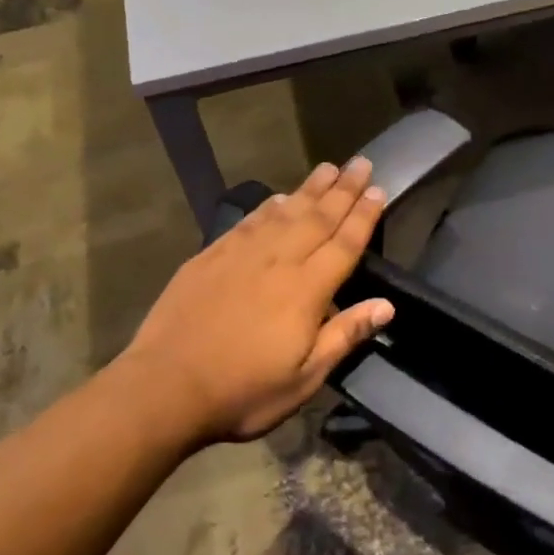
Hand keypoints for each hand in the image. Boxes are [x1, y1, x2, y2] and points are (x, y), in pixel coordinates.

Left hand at [119, 158, 393, 443]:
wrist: (166, 386)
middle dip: (343, 190)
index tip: (378, 190)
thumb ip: (344, 336)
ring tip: (328, 168)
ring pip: (284, 212)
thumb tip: (386, 305)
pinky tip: (277, 198)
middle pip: (318, 218)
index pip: (344, 244)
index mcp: (306, 290)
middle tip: (361, 163)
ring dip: (309, 189)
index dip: (364, 216)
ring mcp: (242, 254)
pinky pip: (249, 221)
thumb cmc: (243, 391)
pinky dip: (268, 207)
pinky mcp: (212, 256)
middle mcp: (278, 261)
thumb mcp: (304, 379)